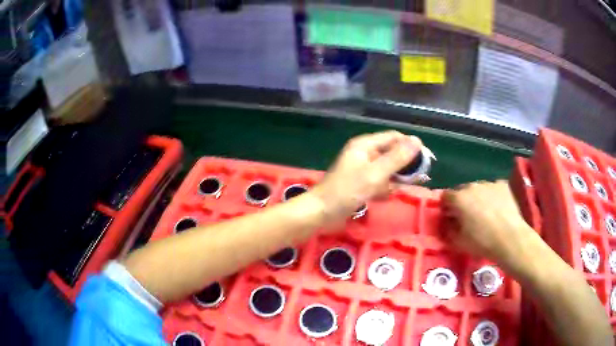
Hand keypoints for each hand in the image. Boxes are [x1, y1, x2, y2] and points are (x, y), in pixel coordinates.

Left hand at [311, 131, 421, 227]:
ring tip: (395, 190)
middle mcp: (365, 154)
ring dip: (395, 180)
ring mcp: (363, 169)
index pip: (395, 138)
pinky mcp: (361, 184)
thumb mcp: (376, 174)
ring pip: (388, 170)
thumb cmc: (347, 191)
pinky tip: (384, 197)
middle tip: (419, 179)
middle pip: (392, 154)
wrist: (322, 213)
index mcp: (366, 145)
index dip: (411, 146)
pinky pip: (379, 182)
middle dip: (405, 166)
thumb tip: (417, 140)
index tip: (427, 159)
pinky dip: (384, 189)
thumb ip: (397, 158)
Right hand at [443, 180, 540, 274]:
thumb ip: (449, 230)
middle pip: (462, 190)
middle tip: (468, 216)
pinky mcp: (502, 185)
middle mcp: (472, 186)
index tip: (451, 217)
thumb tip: (449, 223)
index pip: (445, 196)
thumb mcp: (459, 242)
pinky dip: (492, 196)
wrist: (510, 238)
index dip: (446, 207)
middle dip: (462, 201)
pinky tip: (497, 208)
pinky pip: (493, 188)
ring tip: (485, 212)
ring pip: (478, 188)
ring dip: (478, 197)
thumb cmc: (482, 242)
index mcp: (459, 198)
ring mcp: (489, 183)